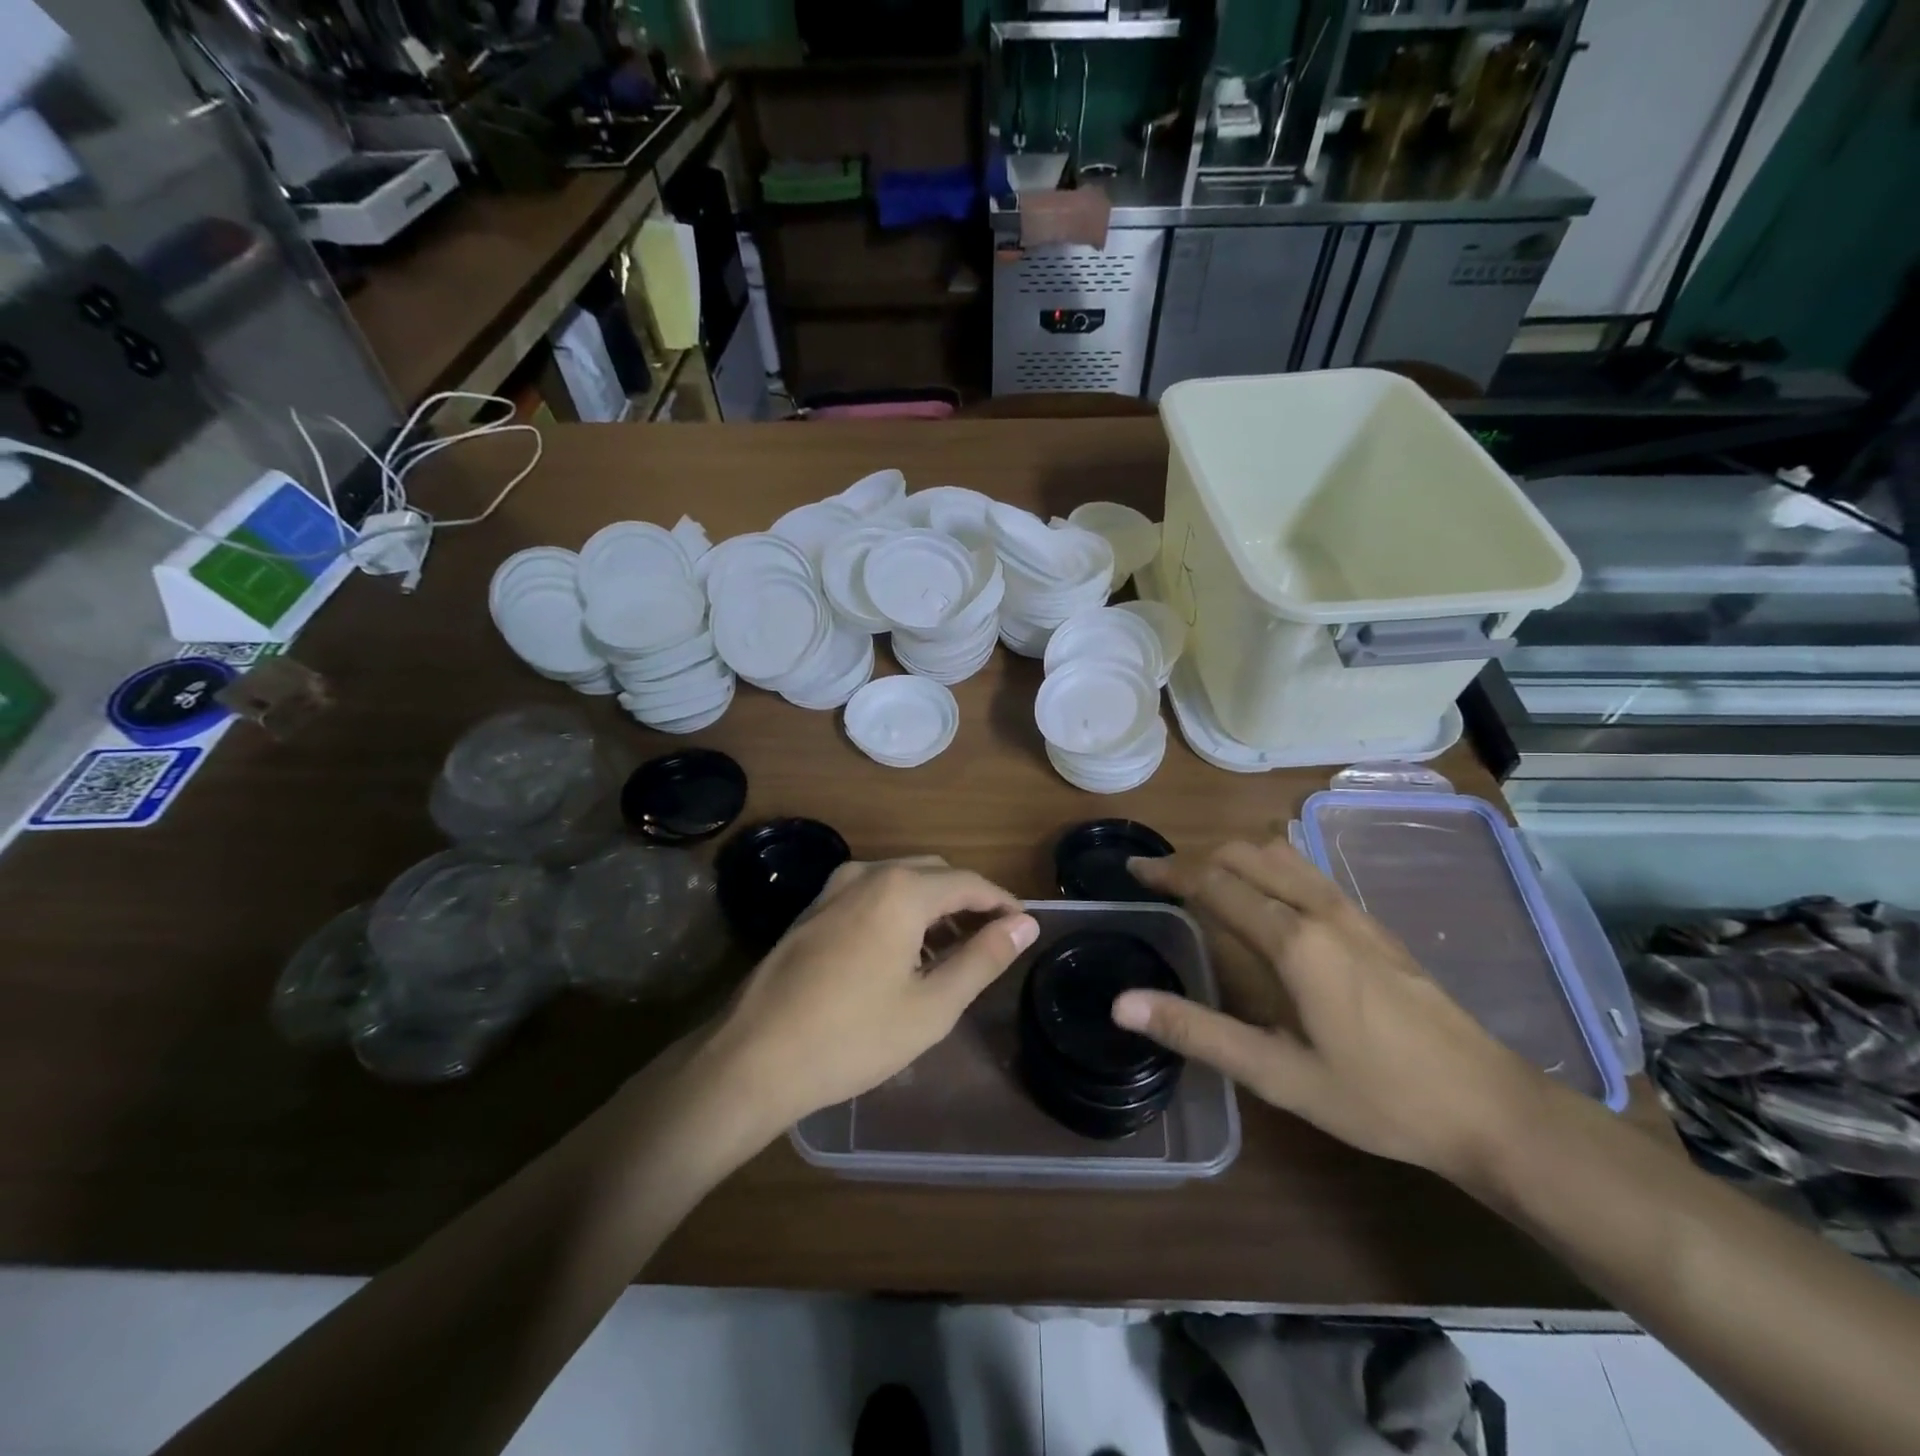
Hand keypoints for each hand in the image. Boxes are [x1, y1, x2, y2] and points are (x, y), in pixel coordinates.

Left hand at [703, 858, 1038, 1136]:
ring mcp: (833, 888)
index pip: (969, 882)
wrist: (752, 1059)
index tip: (1025, 927)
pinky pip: (871, 895)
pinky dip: (900, 911)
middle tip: (992, 941)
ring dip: (933, 906)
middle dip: (968, 901)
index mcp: (901, 889)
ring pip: (901, 881)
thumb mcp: (932, 1005)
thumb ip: (984, 958)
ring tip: (954, 952)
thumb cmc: (851, 1037)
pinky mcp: (812, 909)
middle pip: (935, 873)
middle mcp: (867, 873)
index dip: (1002, 903)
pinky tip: (904, 954)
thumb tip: (1025, 924)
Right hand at [1116, 839, 1546, 1185]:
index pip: (1214, 883)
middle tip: (1159, 878)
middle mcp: (1320, 909)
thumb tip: (1123, 1004)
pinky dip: (1266, 864)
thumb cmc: (1378, 1097)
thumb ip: (1197, 1032)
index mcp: (1293, 940)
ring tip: (1201, 878)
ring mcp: (1352, 911)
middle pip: (1245, 854)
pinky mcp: (1372, 923)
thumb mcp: (1278, 1075)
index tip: (1134, 869)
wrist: (1490, 1107)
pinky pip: (1305, 870)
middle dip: (1195, 857)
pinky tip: (1264, 895)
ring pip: (1279, 854)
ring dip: (1232, 854)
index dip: (1168, 871)